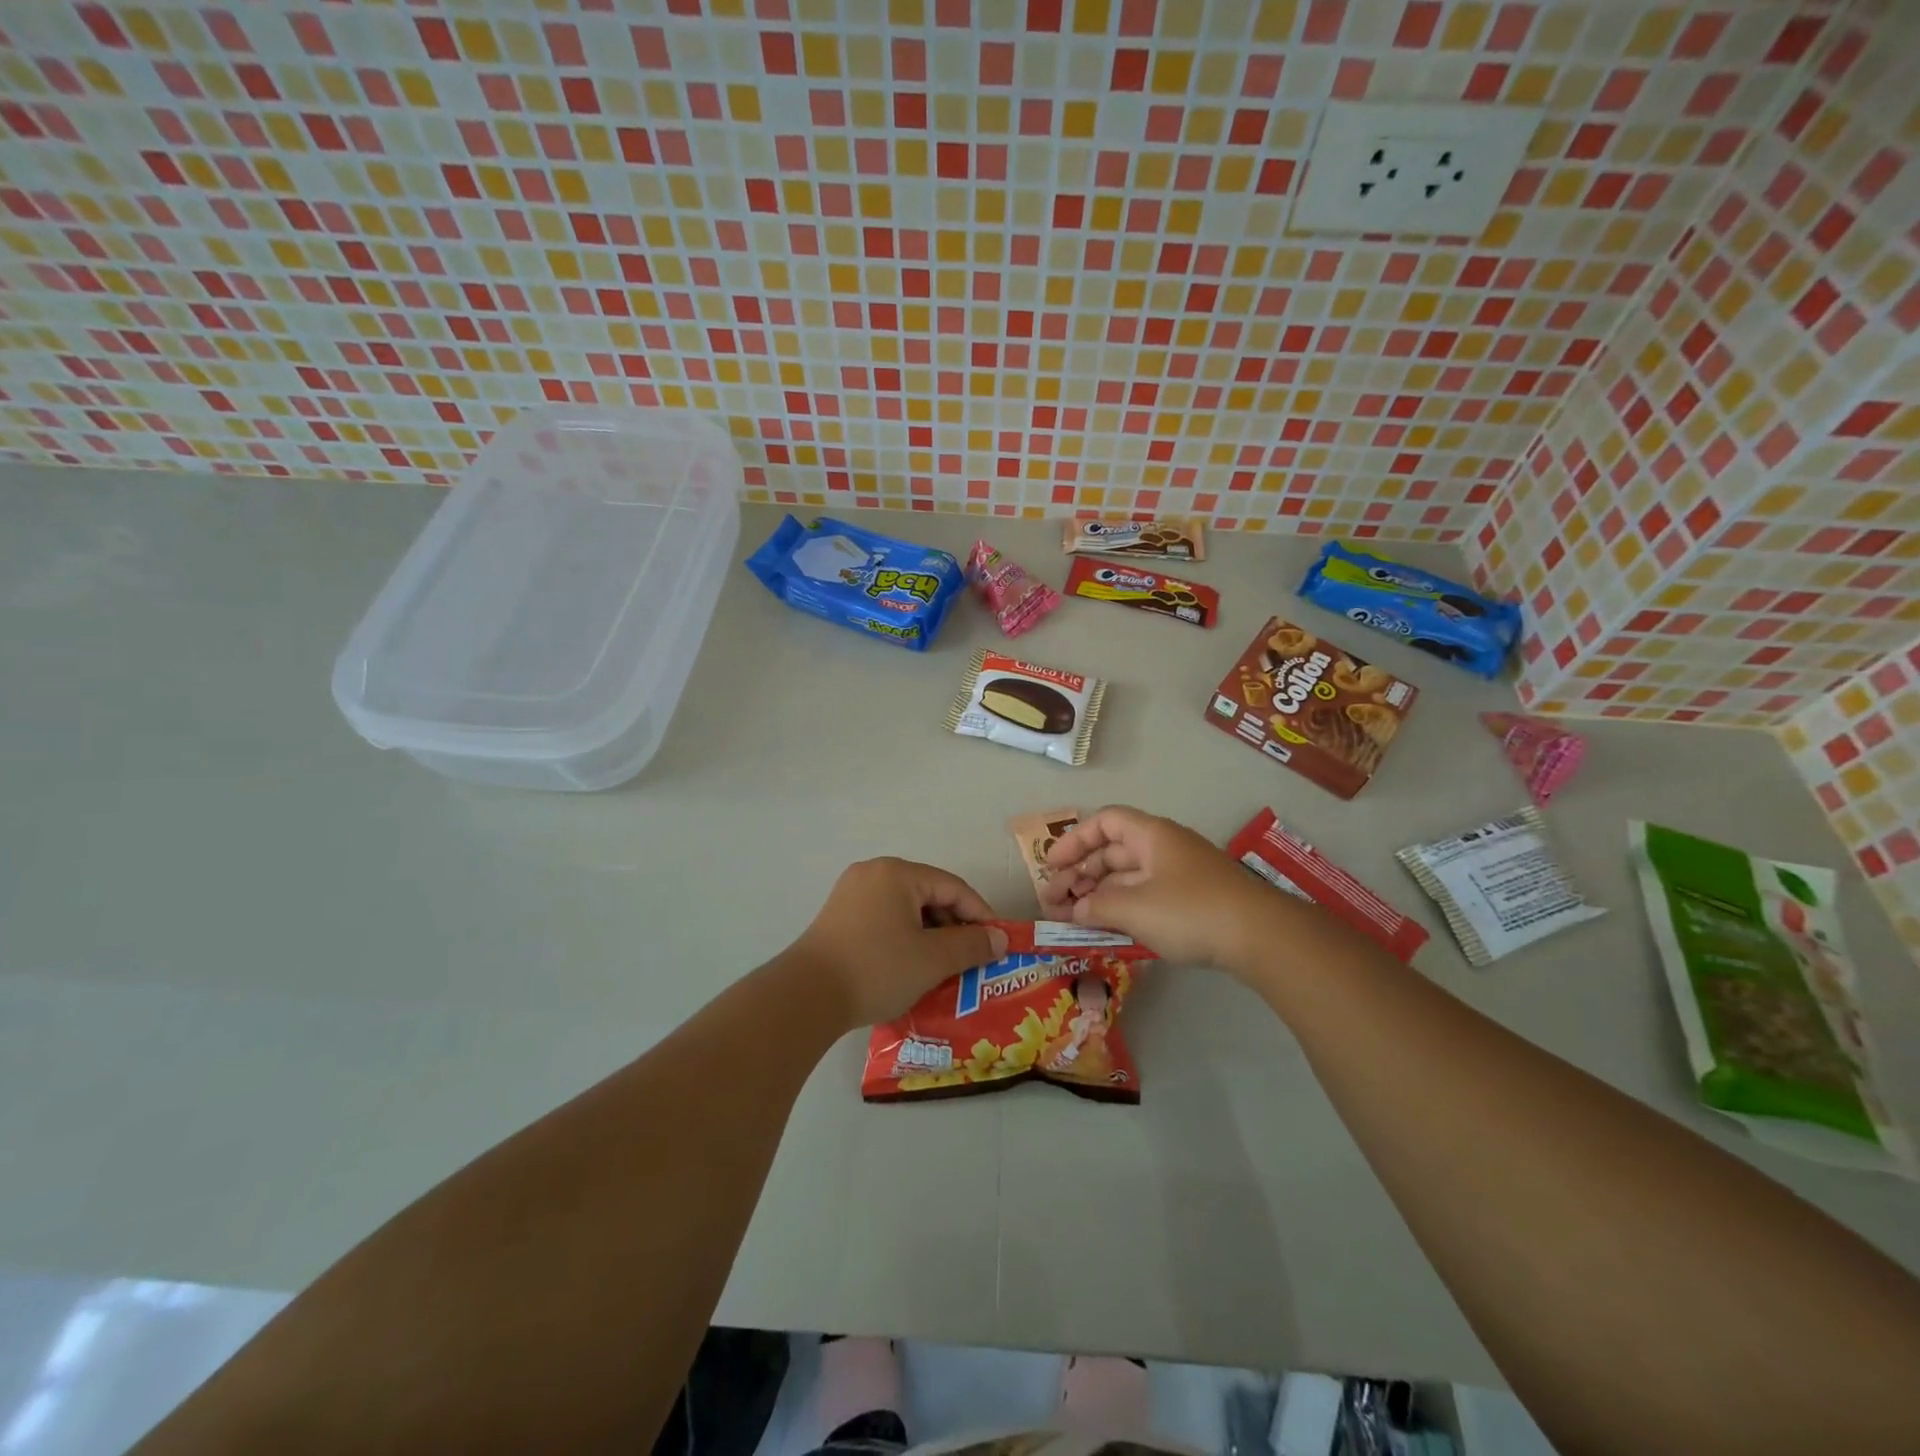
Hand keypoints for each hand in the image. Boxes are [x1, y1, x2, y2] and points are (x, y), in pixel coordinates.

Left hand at [791, 858, 1008, 1027]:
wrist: (805, 997)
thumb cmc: (877, 968)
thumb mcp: (933, 959)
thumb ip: (971, 945)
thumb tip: (999, 939)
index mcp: (897, 873)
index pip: (953, 888)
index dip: (981, 915)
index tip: (998, 944)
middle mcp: (873, 873)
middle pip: (928, 895)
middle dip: (954, 928)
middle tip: (972, 960)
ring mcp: (851, 894)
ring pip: (906, 910)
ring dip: (930, 936)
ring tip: (945, 969)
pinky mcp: (838, 918)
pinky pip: (884, 920)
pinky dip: (905, 940)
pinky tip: (912, 968)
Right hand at [1039, 806, 1284, 969]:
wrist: (1260, 936)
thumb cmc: (1190, 911)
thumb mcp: (1135, 908)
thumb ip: (1097, 907)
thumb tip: (1076, 909)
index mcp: (1151, 835)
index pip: (1104, 822)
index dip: (1074, 840)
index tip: (1052, 865)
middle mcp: (1165, 848)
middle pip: (1113, 851)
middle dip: (1081, 874)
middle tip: (1054, 901)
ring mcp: (1181, 875)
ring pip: (1128, 877)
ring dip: (1099, 894)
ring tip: (1073, 918)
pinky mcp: (1193, 900)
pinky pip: (1146, 895)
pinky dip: (1123, 907)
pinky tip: (1108, 928)